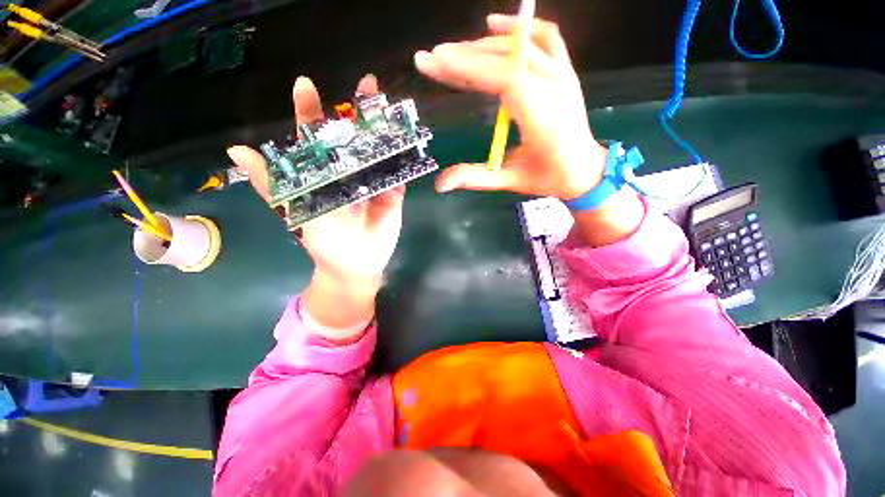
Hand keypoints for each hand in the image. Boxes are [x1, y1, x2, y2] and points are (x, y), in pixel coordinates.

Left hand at [227, 75, 404, 335]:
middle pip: (353, 137)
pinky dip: (403, 155)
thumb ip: (271, 184)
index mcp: (324, 173)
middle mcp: (349, 171)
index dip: (310, 112)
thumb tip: (236, 150)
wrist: (356, 265)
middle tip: (367, 82)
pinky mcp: (393, 193)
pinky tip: (407, 135)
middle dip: (358, 111)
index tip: (306, 84)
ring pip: (378, 150)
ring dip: (384, 129)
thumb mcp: (294, 210)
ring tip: (389, 104)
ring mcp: (373, 181)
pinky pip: (398, 172)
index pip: (316, 138)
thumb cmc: (325, 242)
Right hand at [414, 14, 607, 199]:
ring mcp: (563, 75)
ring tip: (450, 54)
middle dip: (464, 56)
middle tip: (431, 59)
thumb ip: (475, 178)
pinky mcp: (565, 70)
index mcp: (542, 118)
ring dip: (482, 47)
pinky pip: (546, 37)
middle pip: (507, 60)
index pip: (504, 79)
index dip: (468, 67)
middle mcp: (555, 88)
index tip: (435, 62)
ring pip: (520, 46)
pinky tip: (495, 25)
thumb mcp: (510, 181)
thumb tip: (440, 185)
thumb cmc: (548, 178)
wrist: (585, 170)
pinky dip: (519, 28)